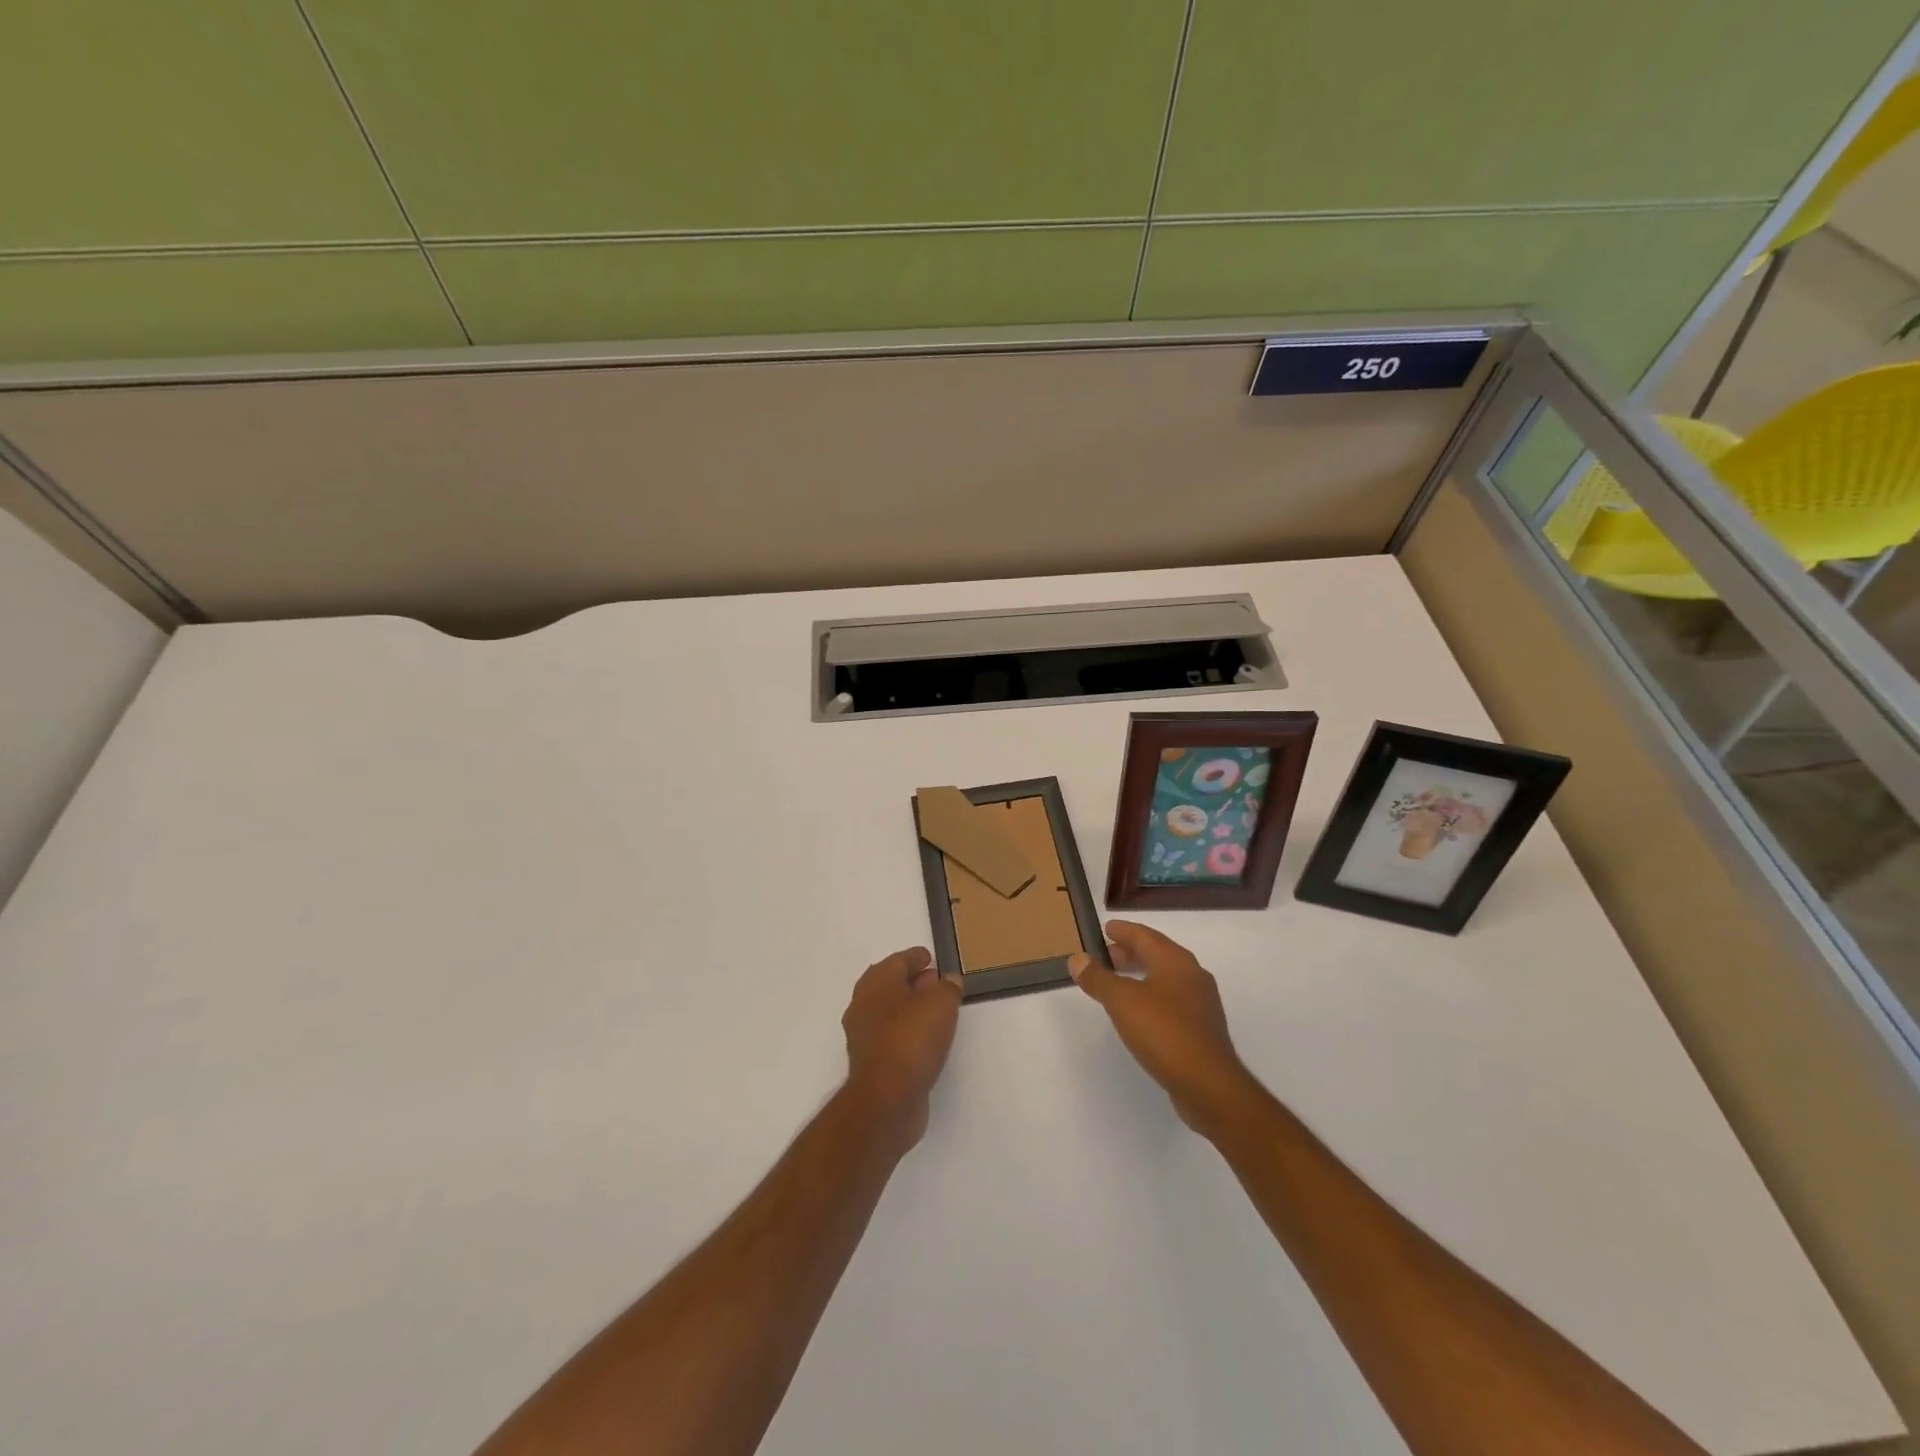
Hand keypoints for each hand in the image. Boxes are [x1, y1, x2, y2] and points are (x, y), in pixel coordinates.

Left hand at [841, 947, 962, 1152]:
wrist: (887, 1100)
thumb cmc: (912, 1039)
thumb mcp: (941, 1003)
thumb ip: (948, 987)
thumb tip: (948, 980)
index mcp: (876, 983)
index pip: (898, 960)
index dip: (916, 957)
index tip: (931, 957)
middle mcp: (864, 1005)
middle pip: (890, 985)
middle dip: (913, 981)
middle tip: (937, 981)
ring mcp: (864, 1036)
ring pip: (890, 1012)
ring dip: (911, 1008)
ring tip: (937, 1010)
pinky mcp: (872, 1063)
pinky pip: (892, 1036)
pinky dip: (908, 1031)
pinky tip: (927, 1039)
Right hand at [1068, 921, 1257, 1138]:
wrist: (1208, 1085)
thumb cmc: (1164, 1032)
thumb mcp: (1122, 1001)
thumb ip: (1098, 978)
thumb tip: (1078, 959)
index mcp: (1175, 961)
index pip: (1145, 935)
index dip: (1123, 931)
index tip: (1105, 929)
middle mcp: (1192, 975)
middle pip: (1157, 954)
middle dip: (1130, 953)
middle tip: (1105, 956)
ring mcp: (1201, 1003)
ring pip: (1165, 978)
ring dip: (1140, 975)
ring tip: (1116, 984)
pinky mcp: (1202, 1029)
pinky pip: (1172, 1000)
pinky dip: (1151, 996)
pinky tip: (1139, 1012)